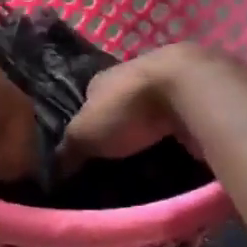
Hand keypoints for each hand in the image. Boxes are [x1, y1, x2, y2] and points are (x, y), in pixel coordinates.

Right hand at [57, 44, 206, 167]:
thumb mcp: (84, 133)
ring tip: (149, 164)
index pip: (88, 101)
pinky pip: (180, 122)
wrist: (189, 91)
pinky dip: (177, 136)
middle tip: (118, 161)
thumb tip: (51, 169)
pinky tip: (177, 155)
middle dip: (122, 129)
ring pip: (153, 114)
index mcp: (102, 79)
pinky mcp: (194, 99)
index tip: (88, 149)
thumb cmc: (128, 109)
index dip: (87, 123)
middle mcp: (133, 76)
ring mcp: (167, 86)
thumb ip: (68, 150)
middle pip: (122, 106)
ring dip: (151, 132)